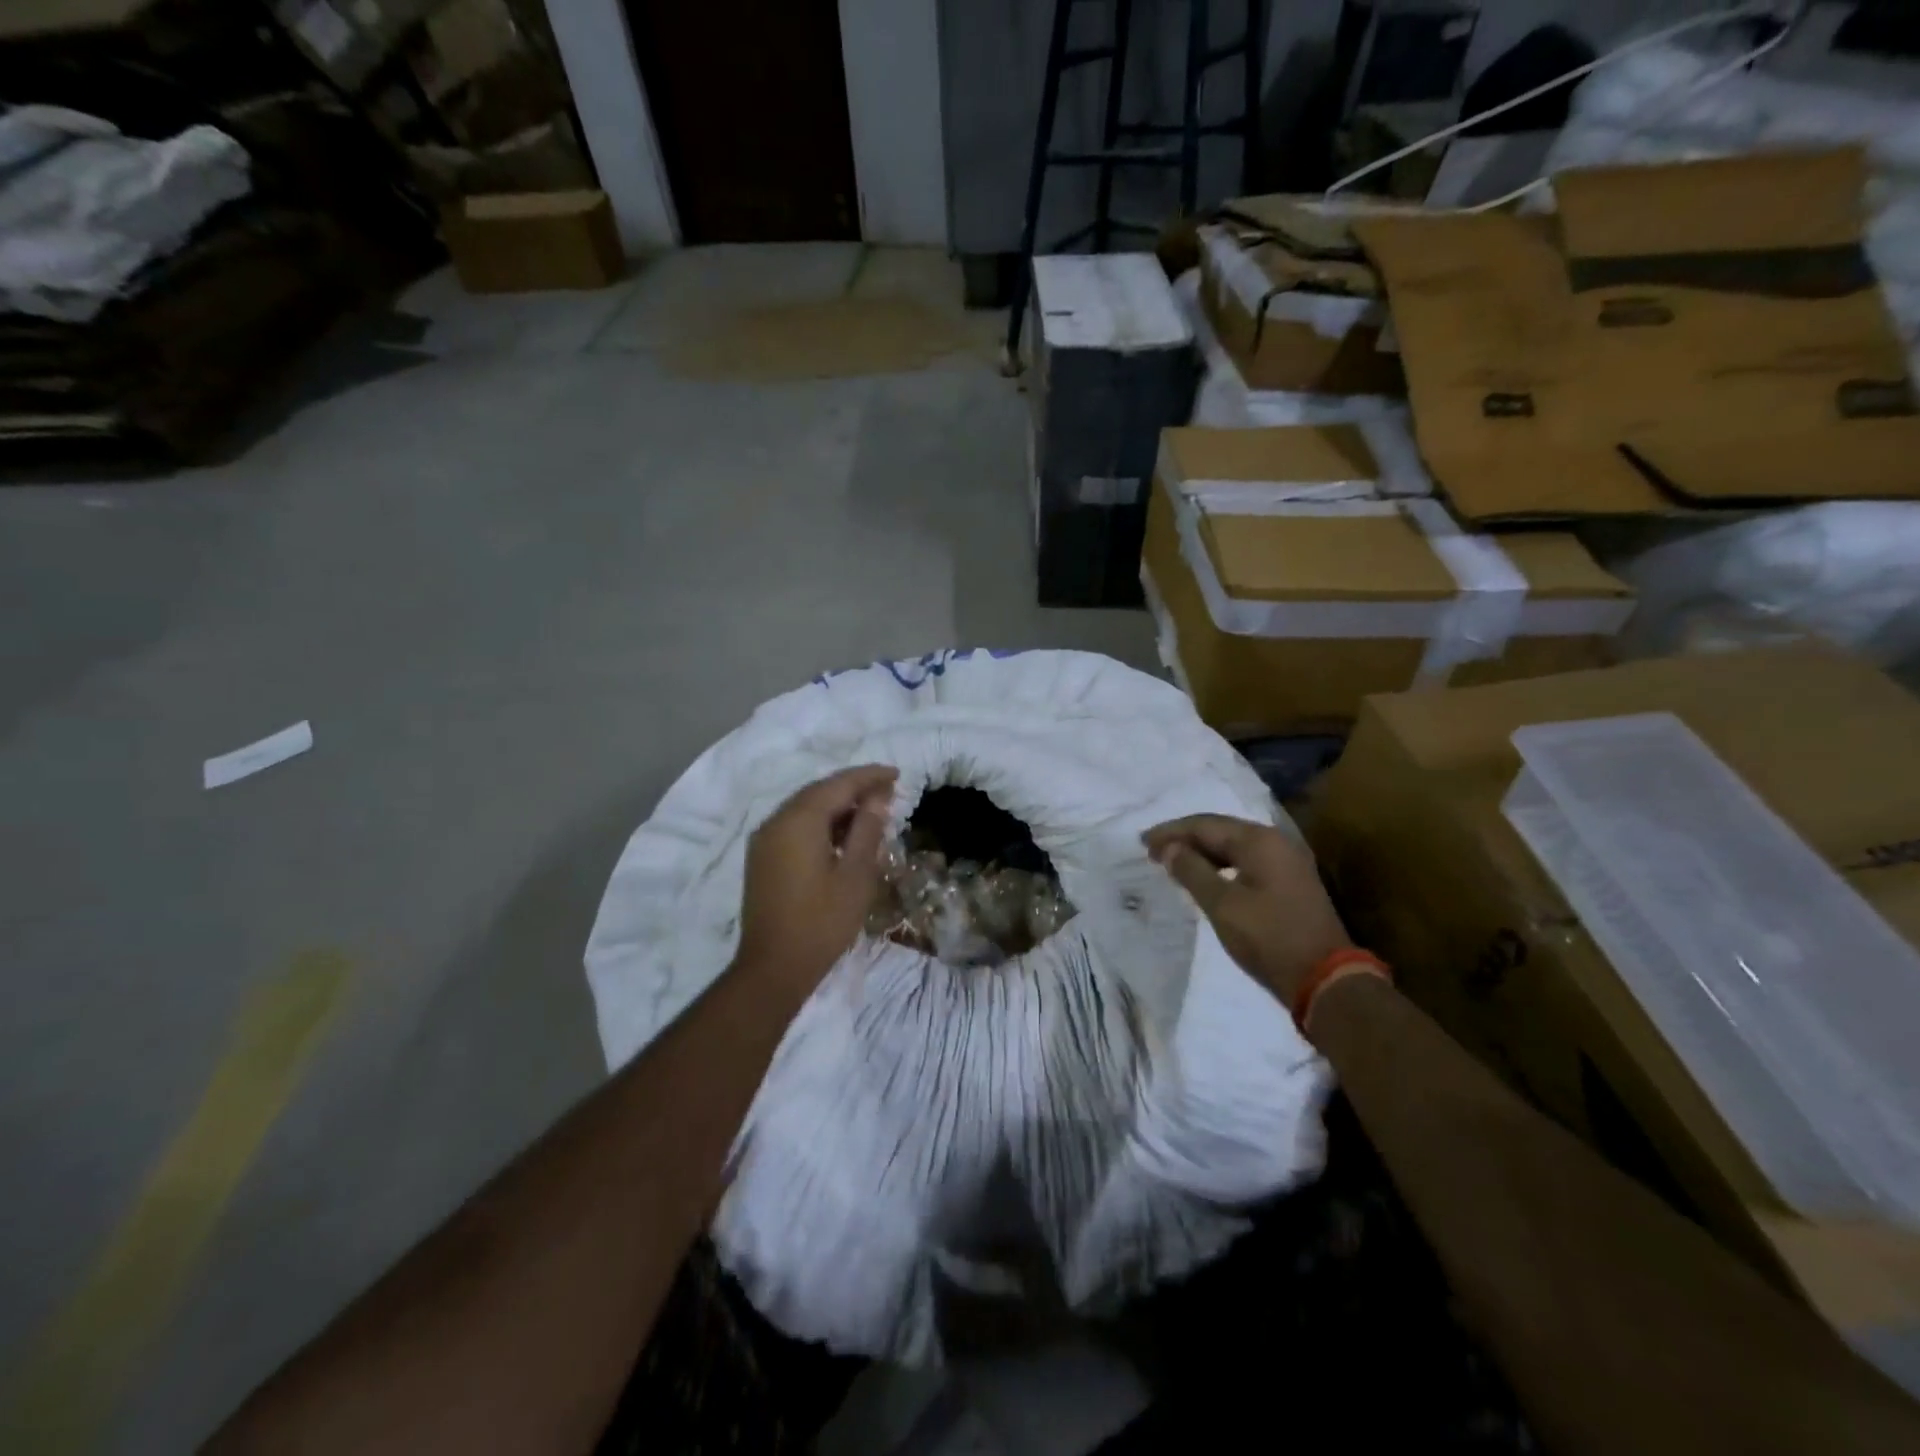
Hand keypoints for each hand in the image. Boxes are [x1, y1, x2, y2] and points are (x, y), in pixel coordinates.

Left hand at [736, 764, 897, 997]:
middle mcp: (776, 821)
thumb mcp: (856, 875)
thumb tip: (876, 799)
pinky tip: (842, 836)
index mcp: (799, 821)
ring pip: (805, 809)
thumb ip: (867, 830)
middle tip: (887, 792)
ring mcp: (765, 840)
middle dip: (853, 788)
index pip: (839, 784)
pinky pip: (794, 826)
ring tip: (870, 812)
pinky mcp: (762, 858)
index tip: (896, 774)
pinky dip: (820, 823)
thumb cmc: (822, 922)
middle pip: (819, 792)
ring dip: (837, 806)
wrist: (774, 968)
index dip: (869, 776)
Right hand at [1143, 815, 1351, 1002]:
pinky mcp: (1290, 882)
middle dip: (1185, 838)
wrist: (1325, 979)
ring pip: (1234, 846)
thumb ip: (1192, 871)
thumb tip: (1169, 848)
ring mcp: (1287, 862)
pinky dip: (1221, 865)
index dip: (1171, 832)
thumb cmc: (1268, 938)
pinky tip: (1205, 877)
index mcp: (1259, 841)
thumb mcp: (1222, 905)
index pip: (1205, 825)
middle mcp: (1275, 842)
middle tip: (1153, 851)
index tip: (1142, 842)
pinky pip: (1246, 861)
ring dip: (1202, 852)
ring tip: (1173, 863)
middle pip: (1221, 830)